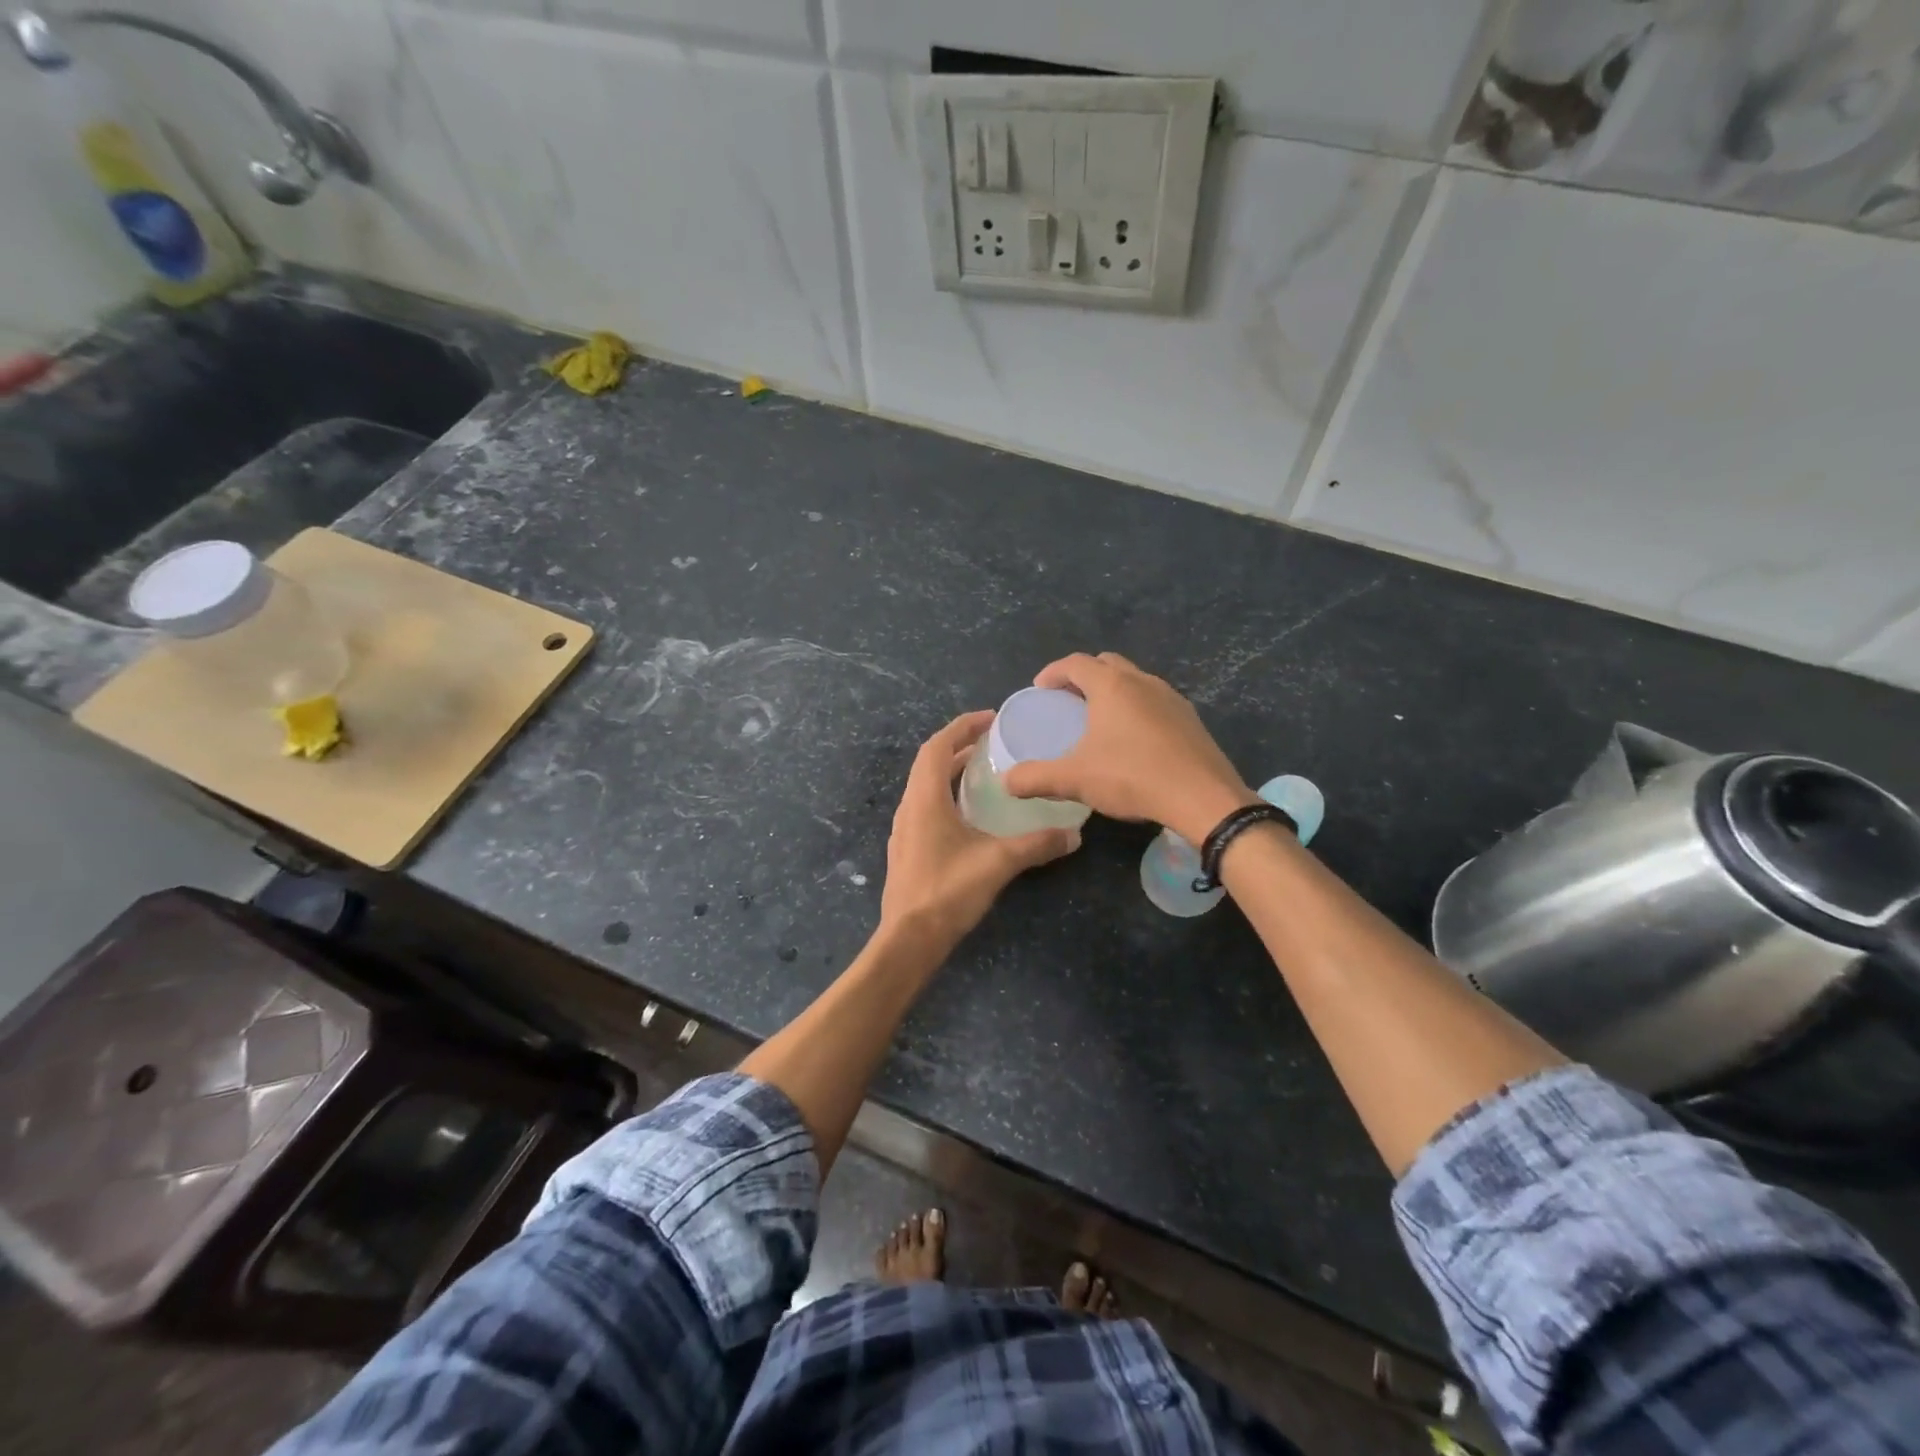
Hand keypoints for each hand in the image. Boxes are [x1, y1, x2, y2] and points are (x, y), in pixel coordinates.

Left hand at [881, 711, 1080, 949]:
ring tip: (984, 771)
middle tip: (993, 741)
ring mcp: (904, 829)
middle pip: (930, 762)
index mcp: (924, 799)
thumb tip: (1074, 835)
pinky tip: (971, 814)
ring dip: (951, 771)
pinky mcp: (908, 848)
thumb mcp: (998, 863)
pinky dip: (947, 795)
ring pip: (926, 786)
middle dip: (959, 745)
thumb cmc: (948, 891)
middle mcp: (909, 807)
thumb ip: (1037, 845)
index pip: (937, 746)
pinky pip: (926, 806)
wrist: (909, 939)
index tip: (990, 718)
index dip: (962, 726)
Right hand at [1001, 653, 1253, 844]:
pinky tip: (1133, 739)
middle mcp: (1142, 681)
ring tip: (1099, 718)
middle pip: (1107, 664)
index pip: (1076, 663)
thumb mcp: (1075, 780)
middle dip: (1083, 676)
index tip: (1040, 689)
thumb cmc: (1132, 777)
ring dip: (1113, 690)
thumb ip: (1036, 778)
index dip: (1053, 672)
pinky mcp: (1190, 718)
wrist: (1203, 798)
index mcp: (1112, 686)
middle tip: (1067, 700)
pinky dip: (1136, 707)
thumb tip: (1007, 781)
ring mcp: (1171, 698)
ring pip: (1134, 680)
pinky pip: (1155, 700)